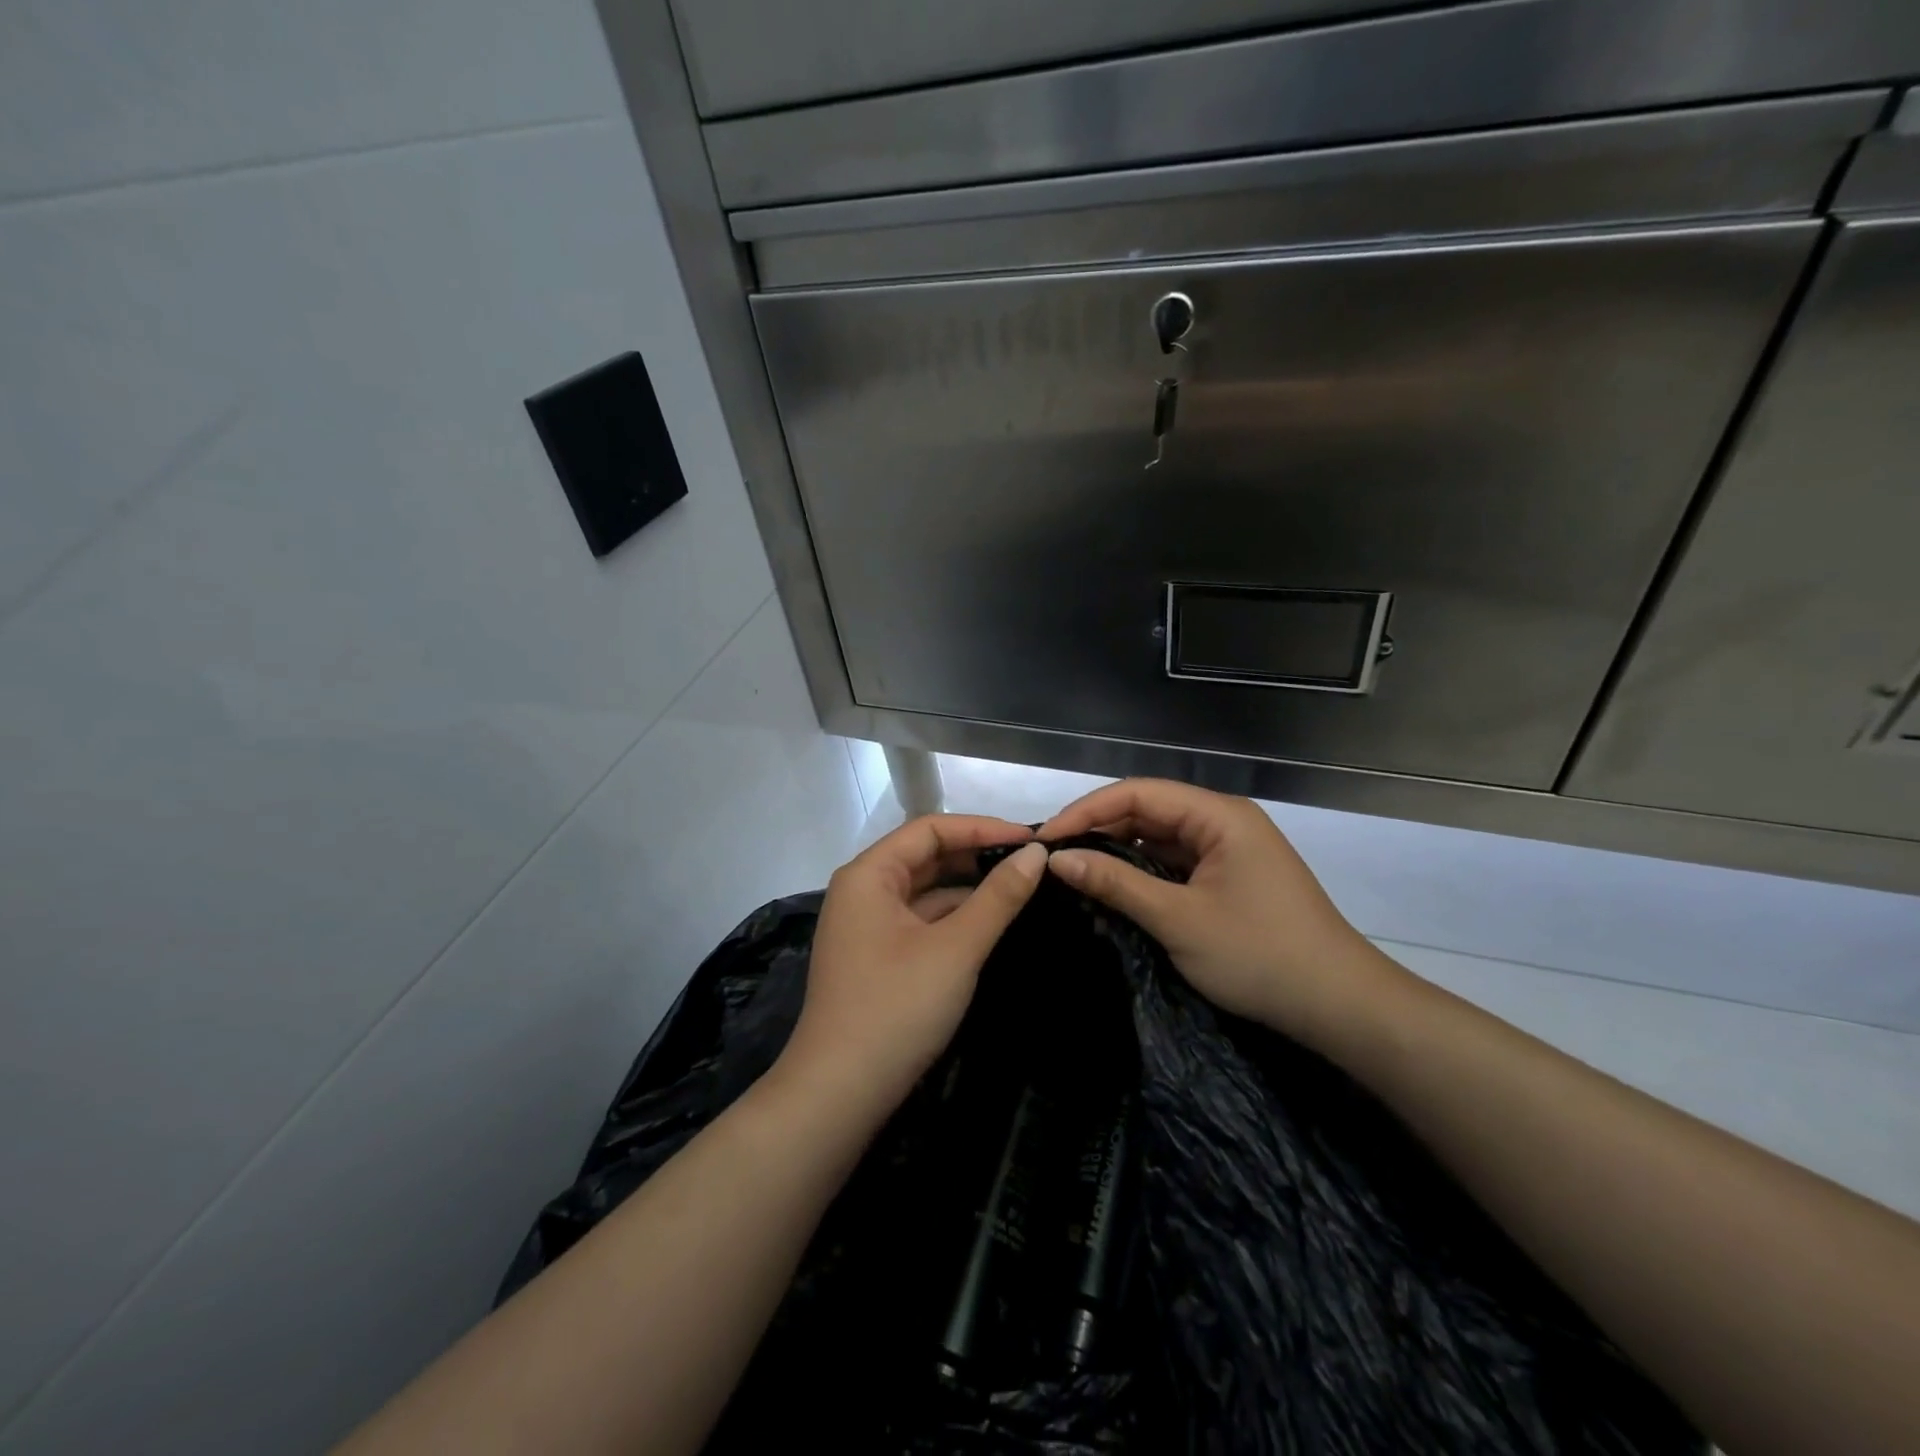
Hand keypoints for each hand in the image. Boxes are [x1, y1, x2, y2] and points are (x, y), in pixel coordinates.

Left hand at [774, 815, 1048, 1123]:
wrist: (839, 1094)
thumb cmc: (896, 1008)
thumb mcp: (956, 948)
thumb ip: (998, 897)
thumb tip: (1036, 854)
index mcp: (869, 874)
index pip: (930, 829)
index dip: (982, 827)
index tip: (1031, 839)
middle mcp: (863, 890)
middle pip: (925, 856)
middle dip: (976, 855)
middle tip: (1031, 861)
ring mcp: (867, 926)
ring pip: (925, 891)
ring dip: (968, 887)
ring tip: (1021, 887)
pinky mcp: (877, 957)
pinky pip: (920, 920)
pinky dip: (954, 917)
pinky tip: (991, 922)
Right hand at [1039, 779, 1406, 1045]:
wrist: (1340, 1006)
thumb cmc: (1259, 955)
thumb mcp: (1178, 919)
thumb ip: (1115, 883)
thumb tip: (1057, 859)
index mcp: (1218, 815)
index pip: (1137, 793)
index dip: (1086, 810)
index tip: (1046, 839)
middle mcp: (1223, 821)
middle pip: (1148, 811)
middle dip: (1099, 830)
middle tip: (1053, 858)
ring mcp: (1229, 850)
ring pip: (1159, 838)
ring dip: (1119, 853)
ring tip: (1074, 872)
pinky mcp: (1230, 878)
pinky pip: (1176, 863)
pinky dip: (1143, 874)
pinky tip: (1114, 889)